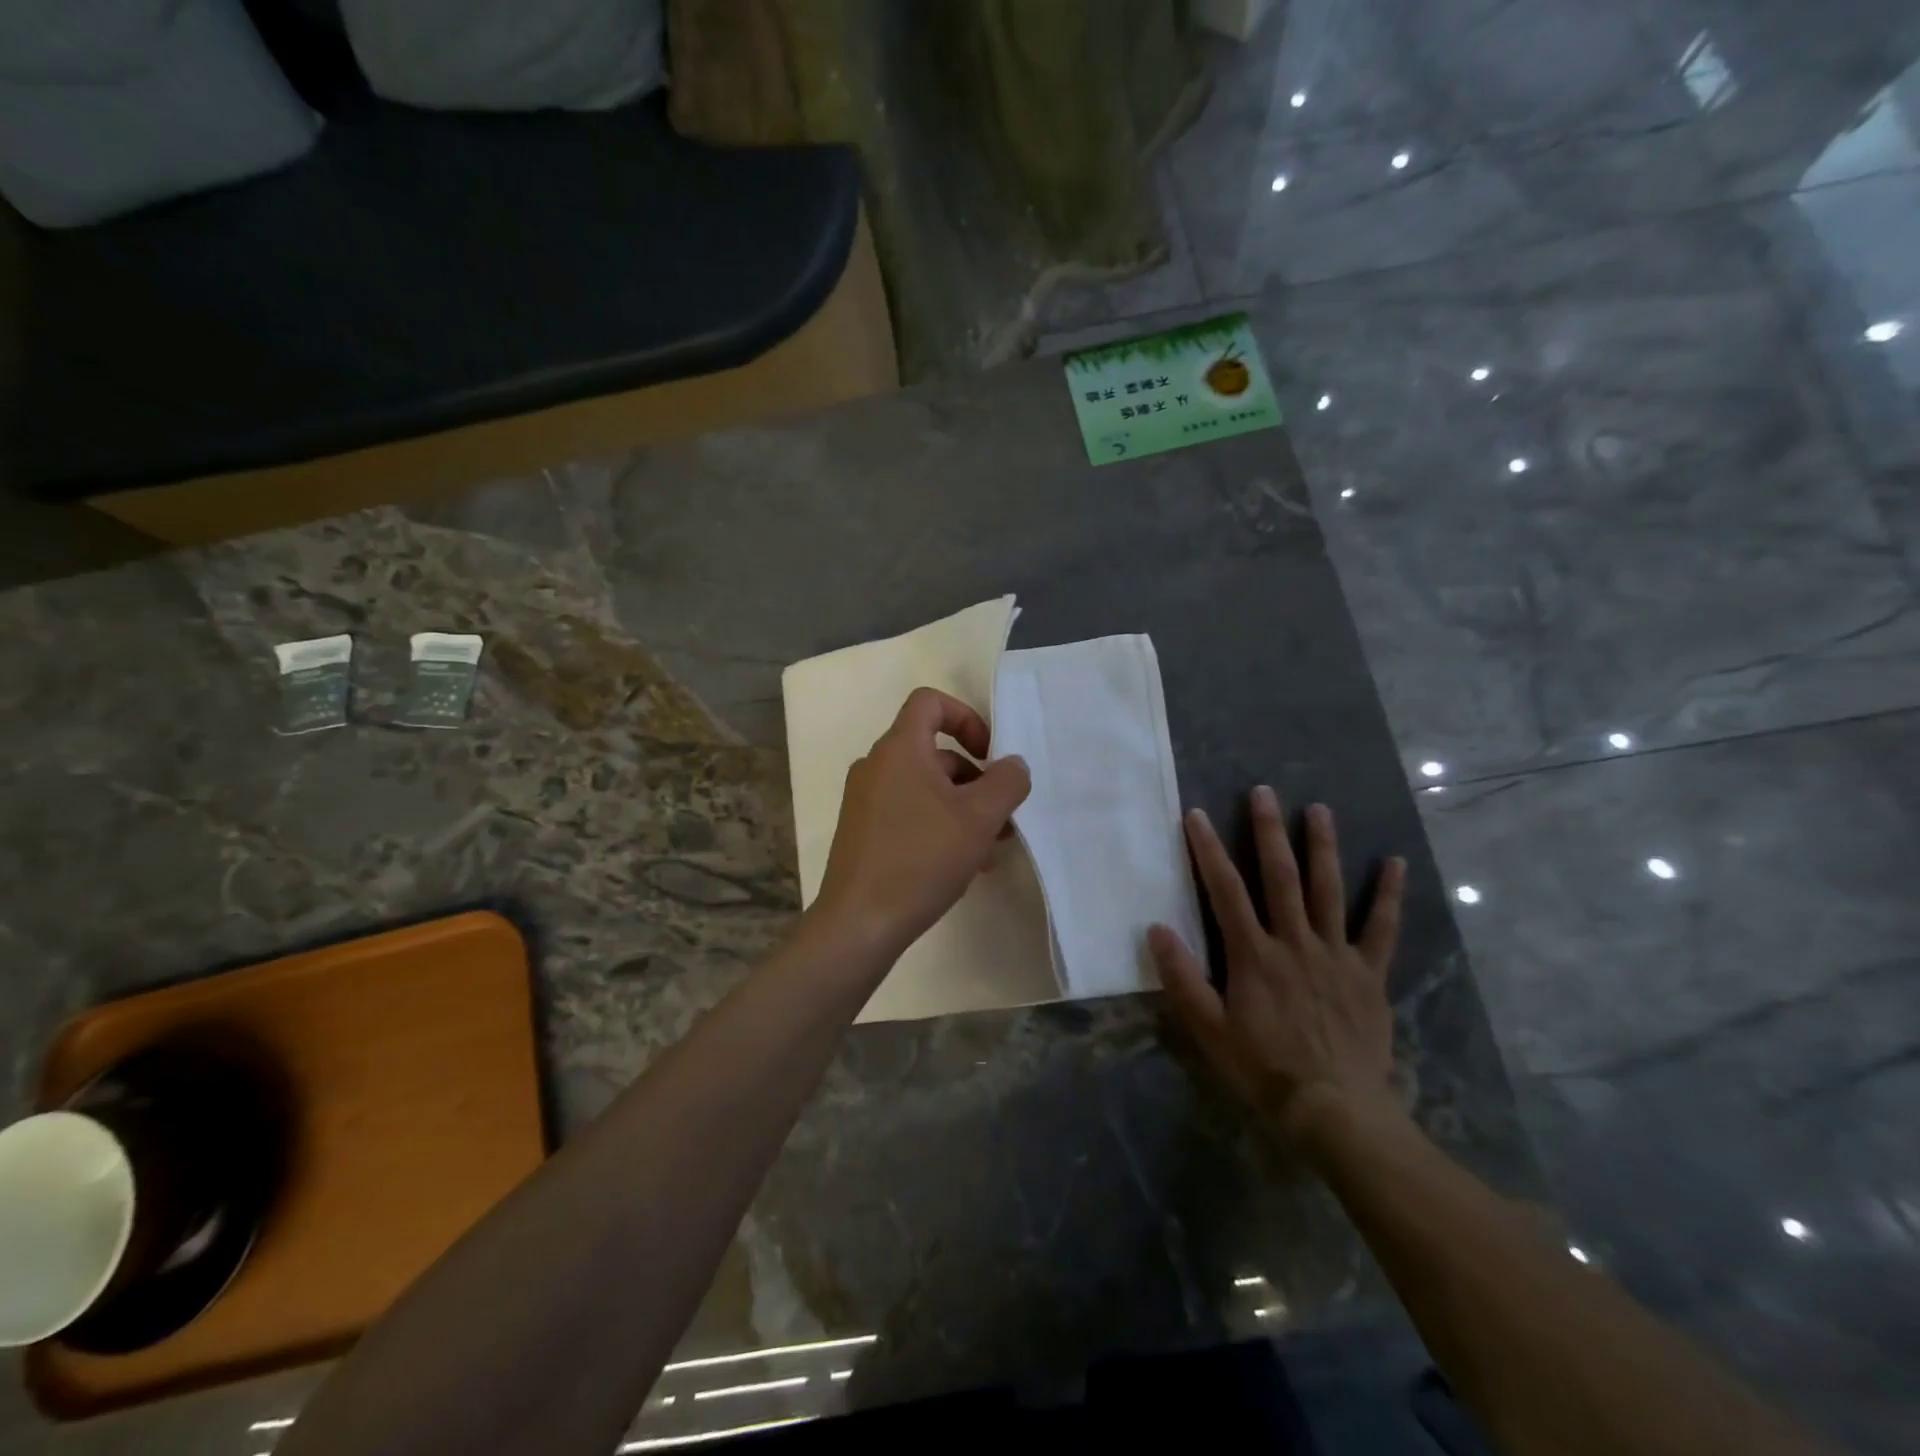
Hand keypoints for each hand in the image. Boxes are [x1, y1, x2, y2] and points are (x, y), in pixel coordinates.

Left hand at [813, 687, 1031, 961]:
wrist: (859, 922)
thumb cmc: (921, 858)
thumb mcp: (979, 818)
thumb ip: (1007, 782)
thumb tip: (1013, 764)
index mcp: (899, 749)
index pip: (930, 702)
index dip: (966, 717)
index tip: (989, 755)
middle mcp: (876, 766)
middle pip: (933, 751)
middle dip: (974, 778)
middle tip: (1002, 814)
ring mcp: (865, 800)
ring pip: (924, 787)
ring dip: (961, 807)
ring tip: (989, 847)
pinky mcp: (862, 832)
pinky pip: (908, 812)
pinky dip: (937, 824)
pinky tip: (962, 864)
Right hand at [1148, 787, 1406, 1139]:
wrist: (1333, 1109)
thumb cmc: (1263, 1068)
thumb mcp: (1208, 1028)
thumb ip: (1182, 977)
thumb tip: (1156, 928)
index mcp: (1253, 954)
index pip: (1225, 890)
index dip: (1208, 850)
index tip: (1196, 815)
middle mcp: (1294, 942)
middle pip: (1279, 877)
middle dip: (1268, 831)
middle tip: (1264, 791)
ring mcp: (1335, 954)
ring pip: (1328, 890)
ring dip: (1323, 847)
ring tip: (1319, 810)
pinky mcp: (1368, 973)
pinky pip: (1380, 928)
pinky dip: (1388, 896)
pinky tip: (1396, 863)